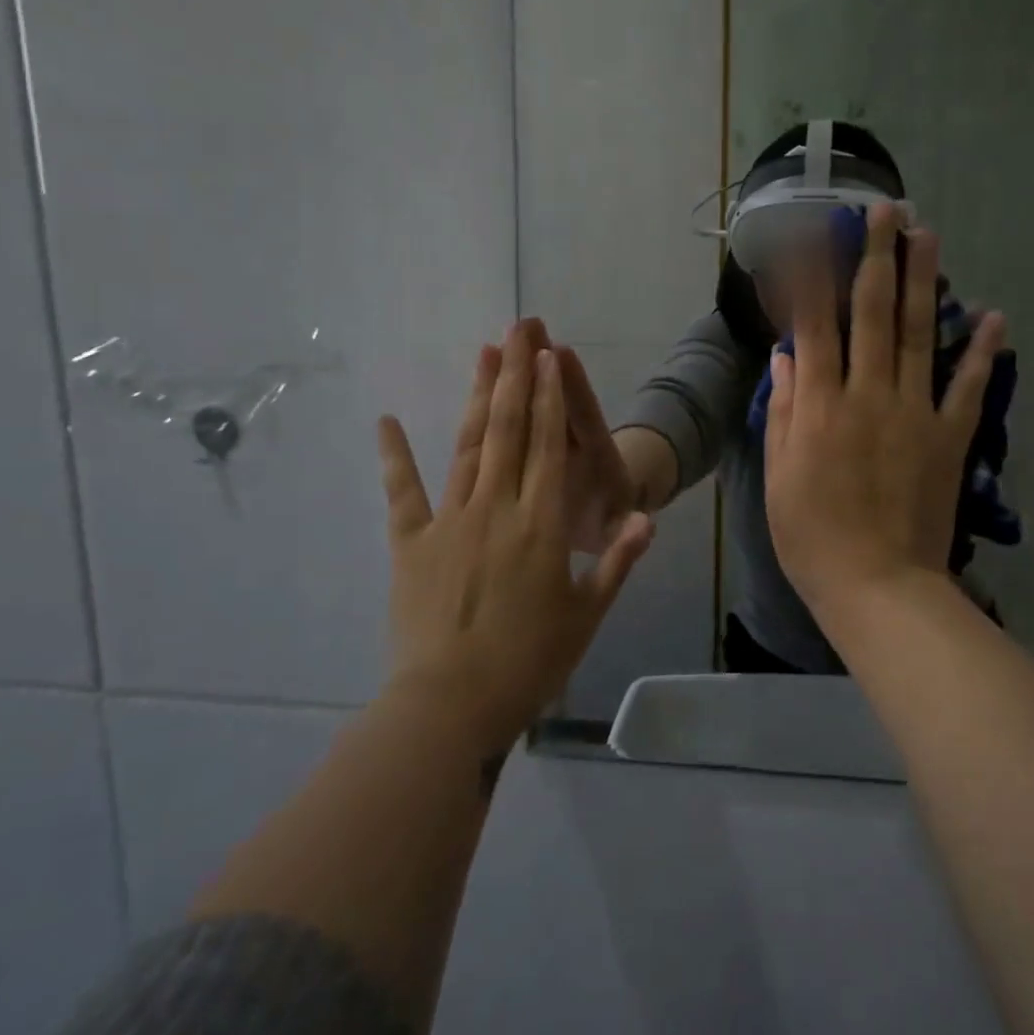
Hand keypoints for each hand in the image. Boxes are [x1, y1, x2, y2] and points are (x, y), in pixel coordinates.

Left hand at [377, 324, 653, 750]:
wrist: (451, 705)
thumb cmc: (529, 662)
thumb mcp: (586, 615)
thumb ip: (617, 562)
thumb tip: (645, 516)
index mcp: (542, 524)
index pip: (548, 446)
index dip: (549, 397)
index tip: (549, 355)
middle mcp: (497, 508)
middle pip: (508, 430)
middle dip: (515, 376)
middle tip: (519, 329)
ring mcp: (449, 521)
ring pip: (467, 447)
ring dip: (476, 398)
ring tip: (483, 354)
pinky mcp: (410, 543)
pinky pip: (402, 492)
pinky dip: (394, 456)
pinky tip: (388, 420)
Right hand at [762, 203, 1004, 621]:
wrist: (878, 585)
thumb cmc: (813, 536)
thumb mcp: (779, 476)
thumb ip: (785, 410)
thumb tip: (786, 355)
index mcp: (821, 405)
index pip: (814, 325)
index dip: (812, 275)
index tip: (813, 233)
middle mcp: (868, 395)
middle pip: (871, 313)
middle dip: (875, 256)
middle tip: (885, 211)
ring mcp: (914, 413)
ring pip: (917, 335)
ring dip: (923, 281)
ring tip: (927, 235)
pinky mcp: (949, 437)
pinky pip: (968, 387)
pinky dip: (981, 351)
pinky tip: (992, 316)